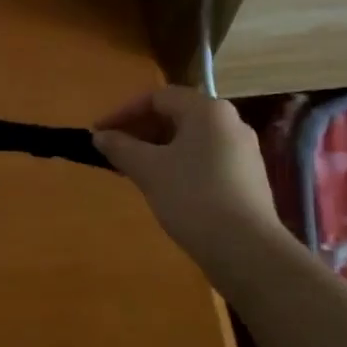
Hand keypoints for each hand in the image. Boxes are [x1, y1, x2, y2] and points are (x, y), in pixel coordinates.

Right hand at [91, 86, 282, 264]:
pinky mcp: (247, 178)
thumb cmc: (193, 198)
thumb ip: (120, 147)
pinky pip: (205, 159)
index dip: (123, 112)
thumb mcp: (148, 170)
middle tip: (114, 153)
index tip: (99, 133)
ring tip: (133, 172)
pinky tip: (164, 188)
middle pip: (176, 115)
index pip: (158, 97)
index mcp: (208, 110)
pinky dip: (178, 165)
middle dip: (140, 132)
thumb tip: (100, 136)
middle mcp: (230, 122)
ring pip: (190, 140)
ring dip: (157, 150)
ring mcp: (243, 151)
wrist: (246, 249)